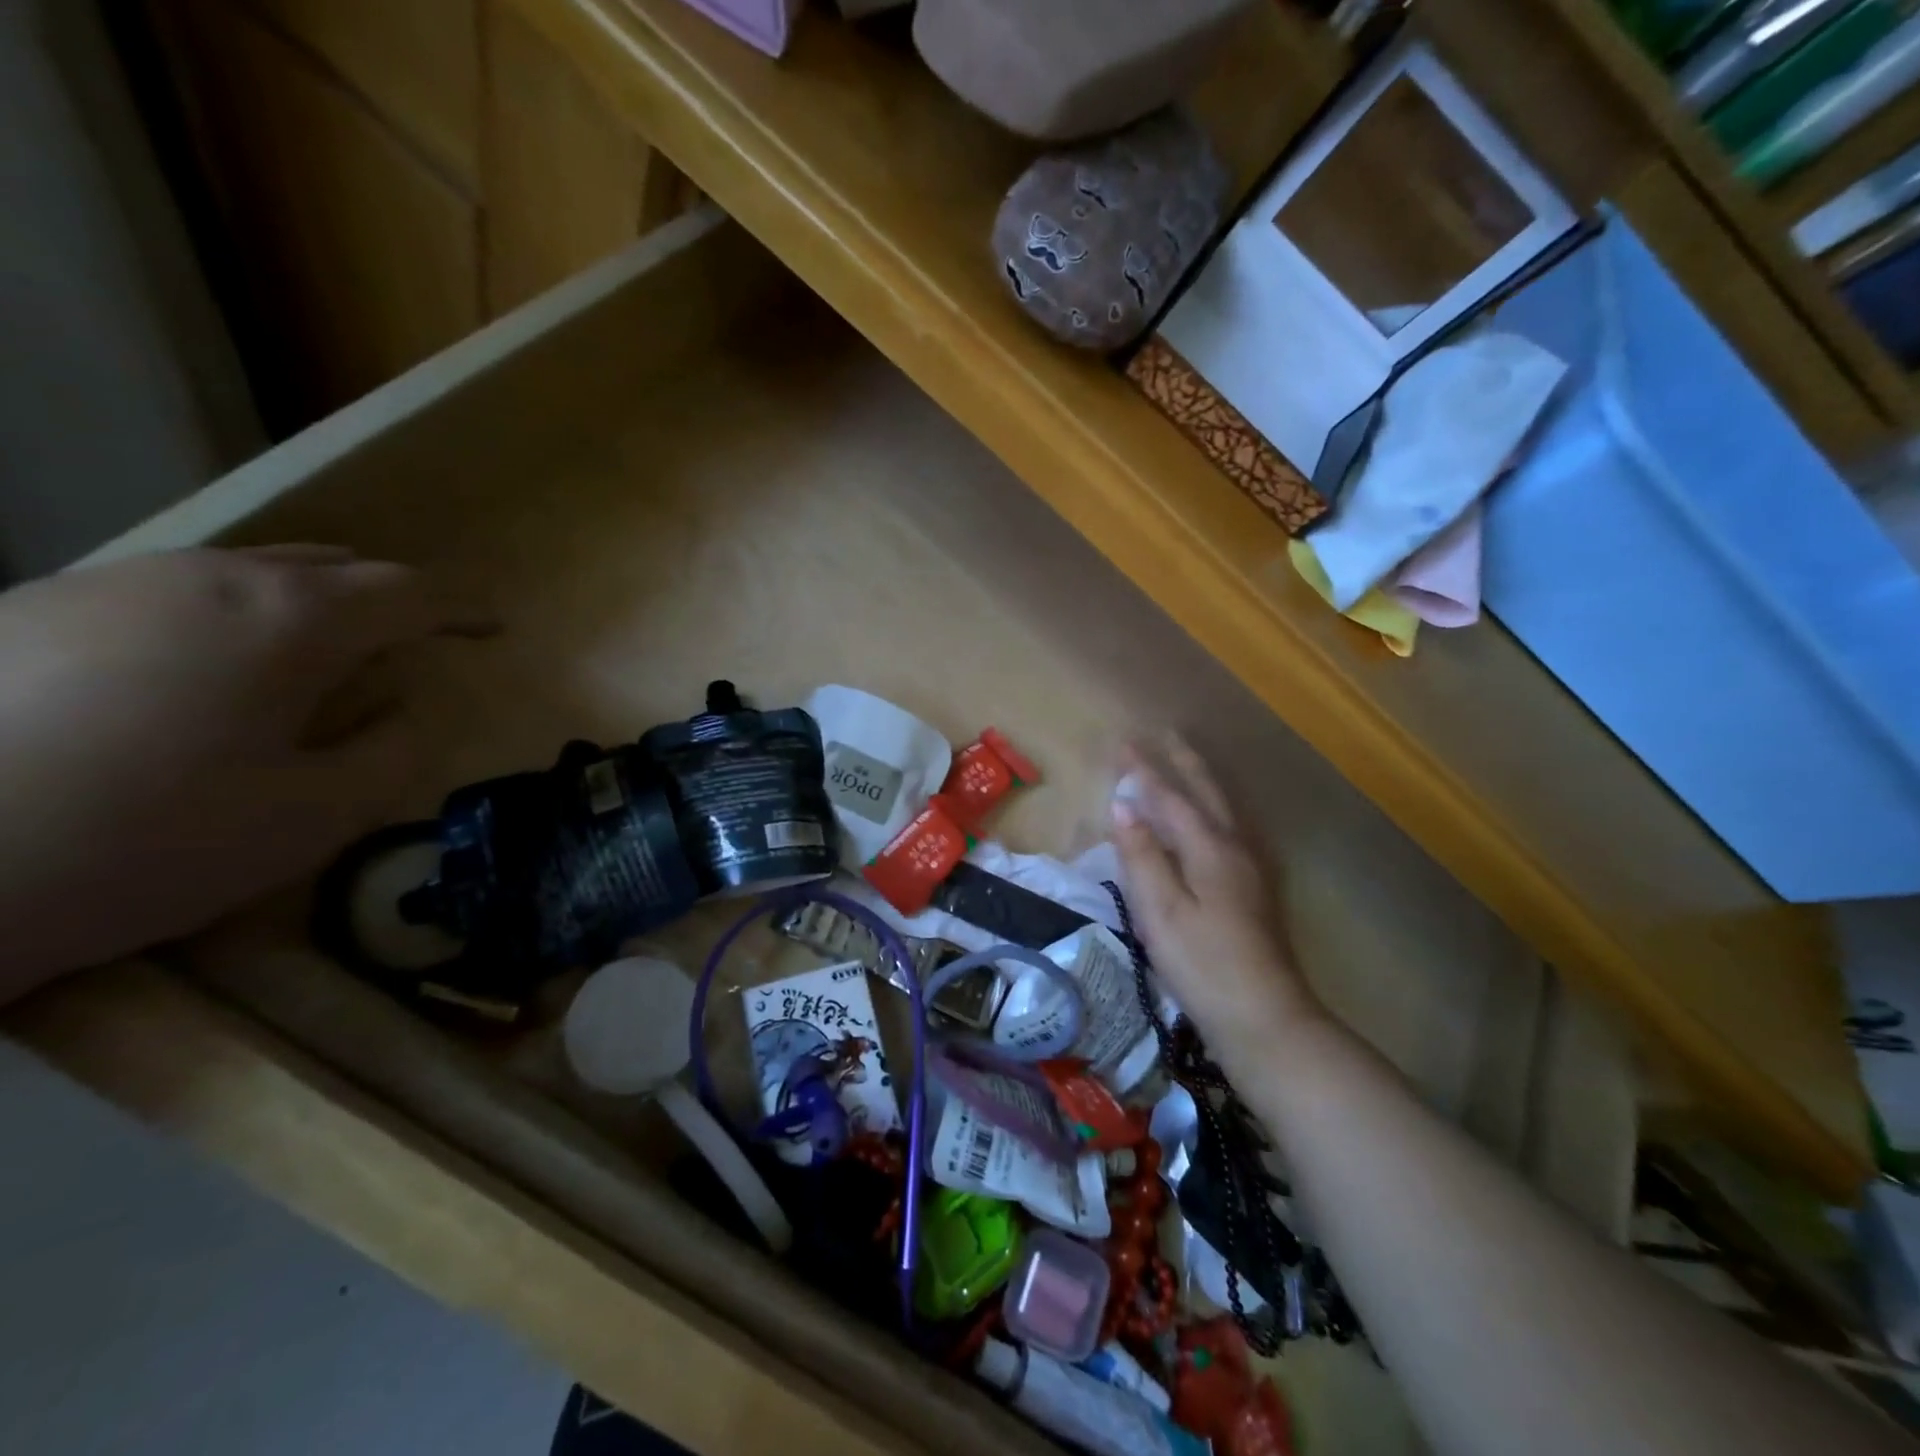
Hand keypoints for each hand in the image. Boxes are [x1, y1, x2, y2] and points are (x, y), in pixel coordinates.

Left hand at [0, 545, 478, 995]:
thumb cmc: (145, 841)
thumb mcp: (314, 816)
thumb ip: (391, 750)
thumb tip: (407, 704)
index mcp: (288, 620)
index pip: (408, 592)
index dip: (462, 609)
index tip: (493, 630)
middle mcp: (206, 577)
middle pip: (329, 565)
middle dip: (386, 600)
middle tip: (410, 645)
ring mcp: (111, 582)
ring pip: (245, 570)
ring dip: (305, 605)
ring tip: (314, 659)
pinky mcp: (34, 606)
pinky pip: (174, 591)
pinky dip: (228, 617)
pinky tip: (205, 676)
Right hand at [1111, 739, 1322, 1059]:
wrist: (1263, 1017)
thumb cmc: (1203, 964)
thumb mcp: (1162, 912)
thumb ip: (1142, 856)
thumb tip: (1123, 806)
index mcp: (1210, 849)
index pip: (1171, 799)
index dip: (1145, 772)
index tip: (1123, 744)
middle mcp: (1235, 849)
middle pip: (1207, 794)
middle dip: (1183, 762)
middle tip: (1164, 734)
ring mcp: (1249, 869)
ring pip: (1222, 810)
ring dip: (1200, 781)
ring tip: (1184, 762)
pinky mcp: (1252, 890)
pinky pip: (1226, 829)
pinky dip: (1209, 809)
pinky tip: (1207, 820)